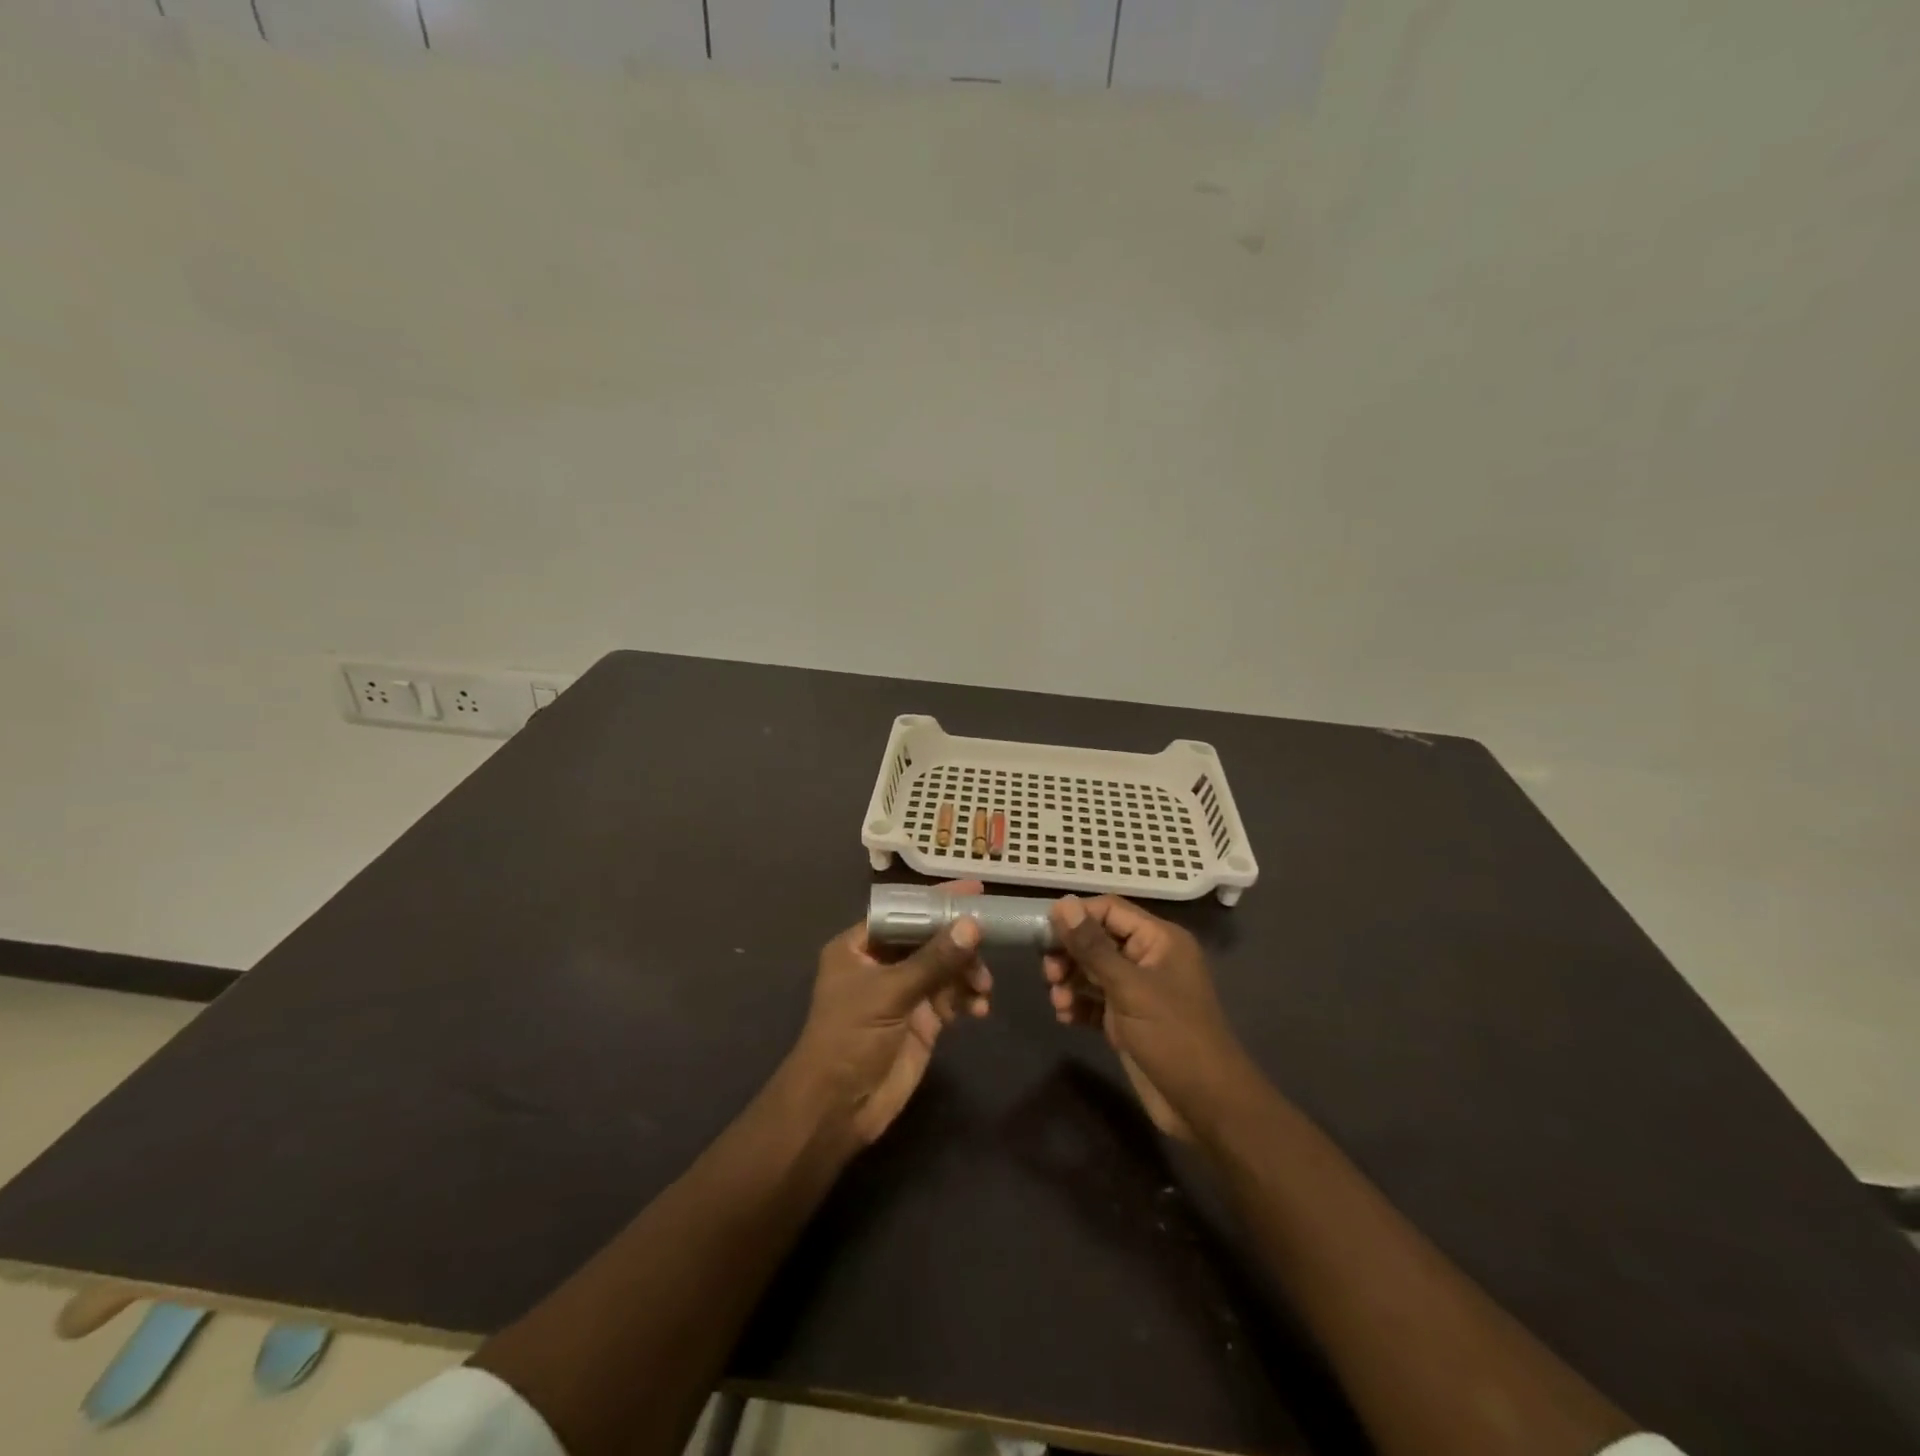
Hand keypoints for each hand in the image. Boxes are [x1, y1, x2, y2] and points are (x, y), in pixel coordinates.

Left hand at [793, 881, 992, 1145]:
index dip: (938, 900)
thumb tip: (973, 925)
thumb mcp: (890, 993)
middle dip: (960, 941)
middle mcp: (882, 963)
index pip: (904, 911)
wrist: (838, 1109)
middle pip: (930, 938)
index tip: (976, 889)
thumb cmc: (850, 1038)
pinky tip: (979, 1008)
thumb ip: (934, 959)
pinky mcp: (922, 1020)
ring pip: (945, 967)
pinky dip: (968, 998)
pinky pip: (952, 997)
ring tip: (982, 987)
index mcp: (860, 946)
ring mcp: (904, 992)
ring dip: (968, 972)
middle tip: (991, 940)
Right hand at [1044, 896, 1247, 1140]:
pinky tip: (1065, 1016)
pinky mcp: (1128, 1020)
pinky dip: (1078, 1004)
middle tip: (1049, 973)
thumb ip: (1092, 946)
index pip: (1110, 910)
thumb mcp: (1129, 987)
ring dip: (1070, 981)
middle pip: (1098, 940)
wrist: (1205, 1106)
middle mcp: (1149, 959)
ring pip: (1093, 971)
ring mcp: (1138, 991)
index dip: (1076, 916)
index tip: (1043, 931)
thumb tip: (1063, 902)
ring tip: (1058, 1001)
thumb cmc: (1172, 1036)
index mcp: (1159, 940)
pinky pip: (1095, 1000)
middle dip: (1070, 953)